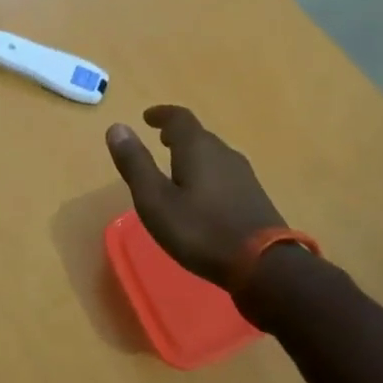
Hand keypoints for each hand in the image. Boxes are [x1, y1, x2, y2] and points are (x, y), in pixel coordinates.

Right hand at [105, 106, 284, 286]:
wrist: (266, 267)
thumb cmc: (201, 230)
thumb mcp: (155, 200)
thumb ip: (135, 163)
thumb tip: (117, 127)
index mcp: (197, 148)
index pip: (178, 117)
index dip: (161, 115)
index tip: (147, 118)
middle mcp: (223, 153)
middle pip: (198, 135)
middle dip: (177, 135)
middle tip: (160, 140)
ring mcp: (244, 175)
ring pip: (213, 155)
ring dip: (193, 154)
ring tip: (177, 167)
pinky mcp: (254, 197)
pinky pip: (224, 173)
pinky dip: (207, 173)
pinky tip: (202, 195)